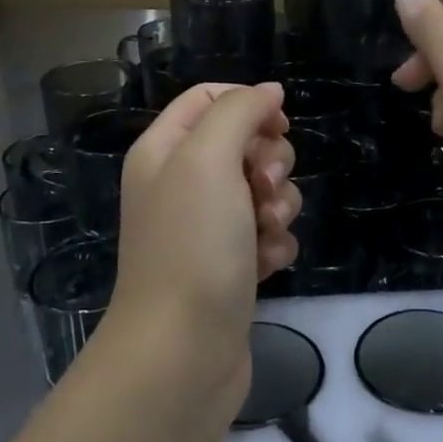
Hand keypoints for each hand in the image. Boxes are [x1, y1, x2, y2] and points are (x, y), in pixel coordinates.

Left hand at [107, 84, 298, 390]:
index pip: (208, 98)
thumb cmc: (192, 245)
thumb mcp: (208, 159)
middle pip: (245, 143)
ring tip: (263, 234)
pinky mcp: (231, 264)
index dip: (249, 103)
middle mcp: (182, 184)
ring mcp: (207, 227)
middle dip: (269, 162)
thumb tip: (269, 91)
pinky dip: (274, 244)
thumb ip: (238, 112)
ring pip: (264, 190)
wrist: (184, 350)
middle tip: (261, 189)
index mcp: (164, 150)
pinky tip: (266, 265)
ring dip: (277, 206)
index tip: (278, 125)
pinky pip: (269, 233)